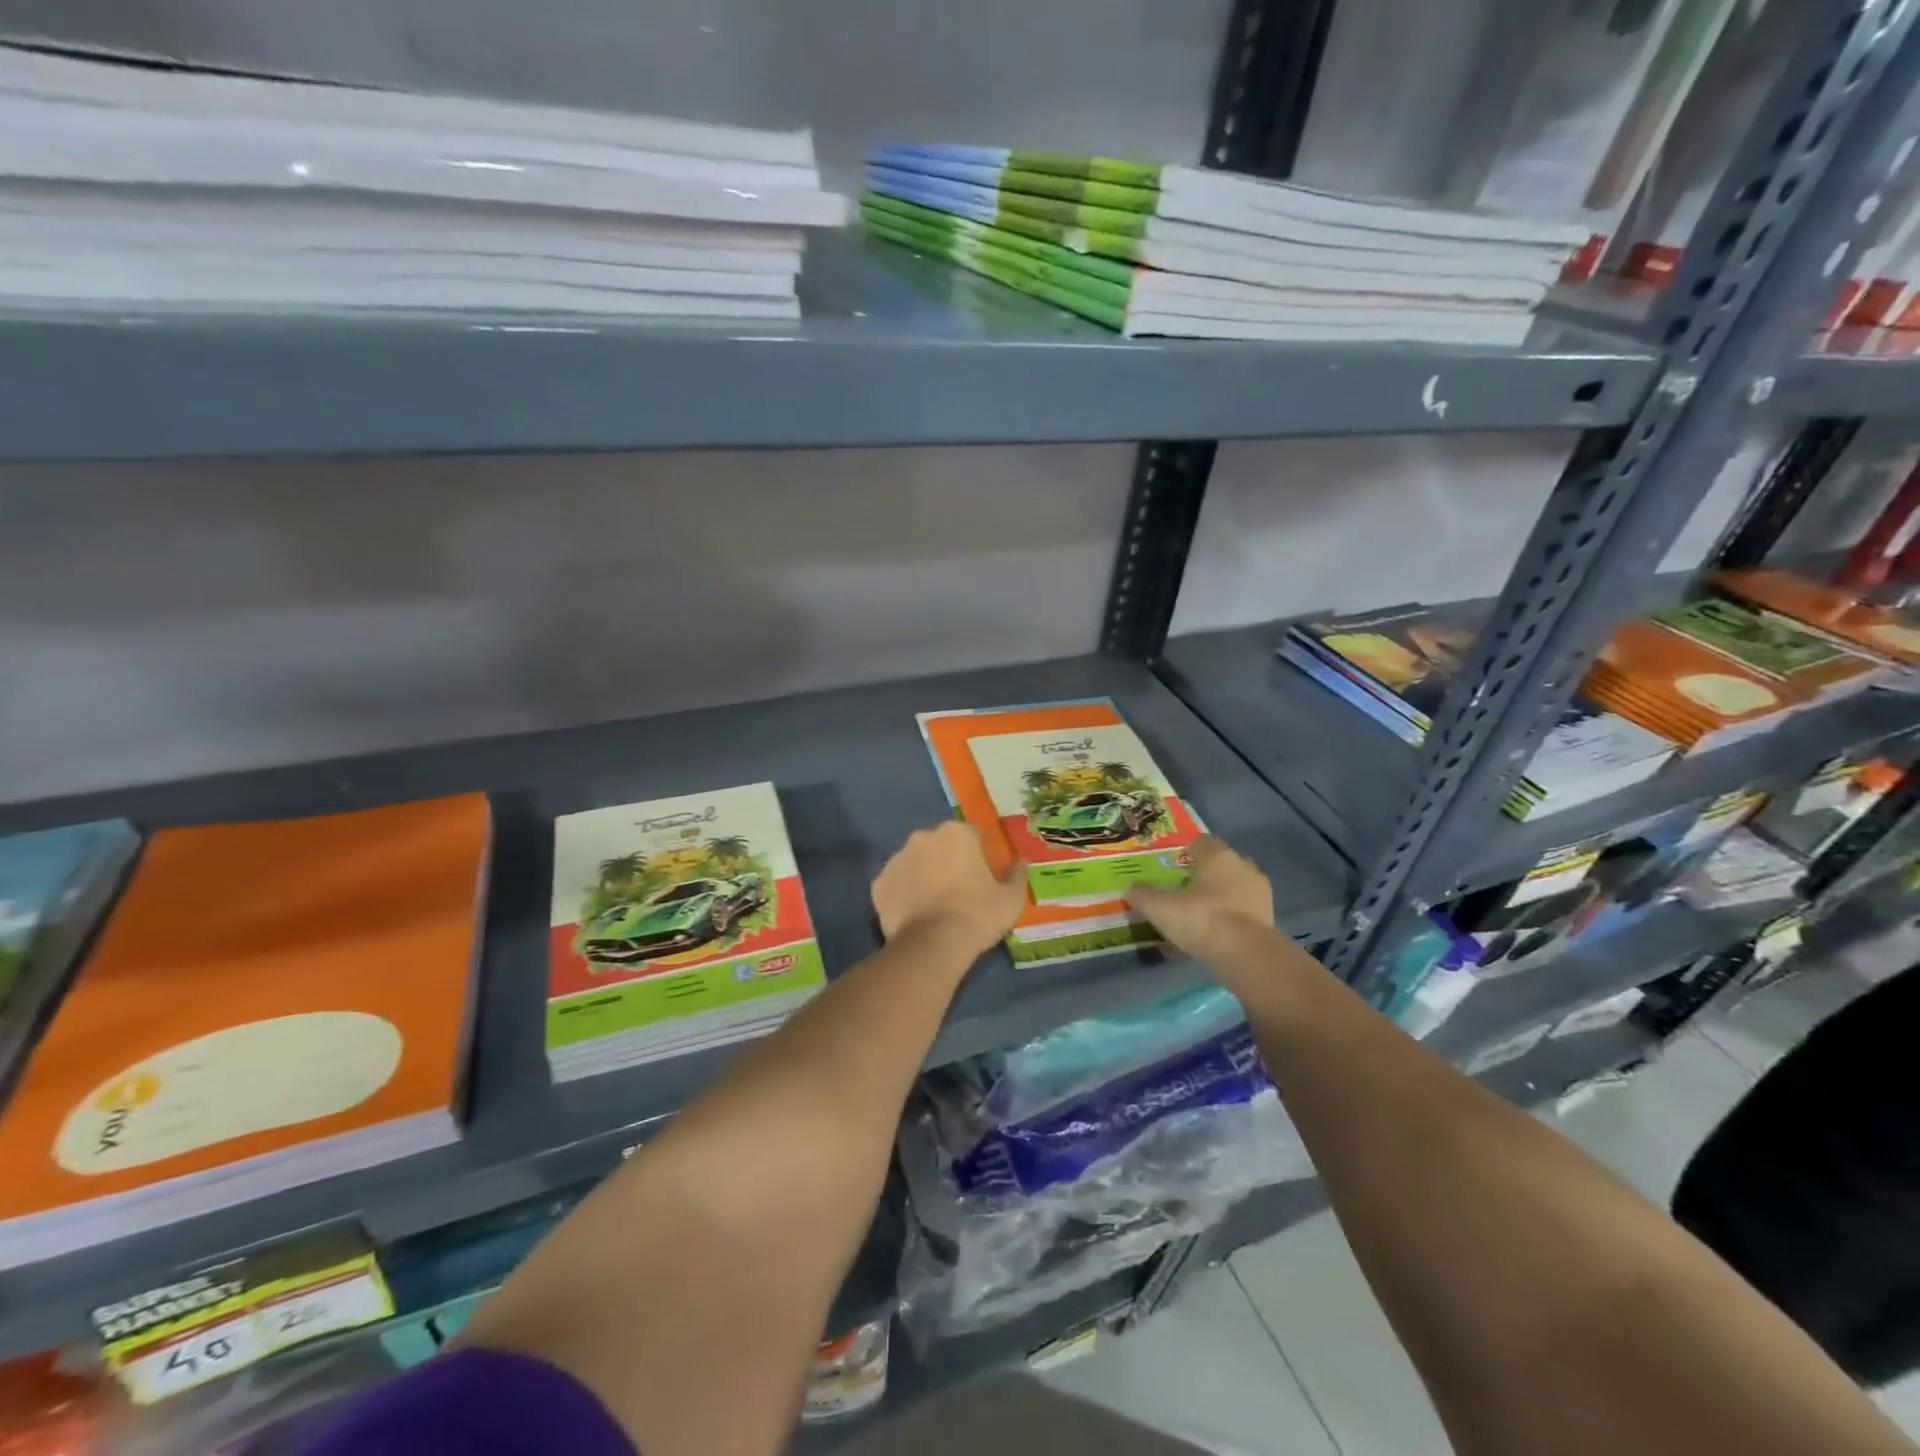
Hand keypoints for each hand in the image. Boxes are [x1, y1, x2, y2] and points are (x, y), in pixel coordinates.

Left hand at [872, 821, 1027, 959]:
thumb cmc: (978, 915)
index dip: (975, 855)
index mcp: (956, 833)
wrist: (934, 944)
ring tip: (933, 905)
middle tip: (956, 891)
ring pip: (914, 862)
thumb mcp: (1011, 898)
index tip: (979, 877)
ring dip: (922, 875)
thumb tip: (1021, 860)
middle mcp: (923, 837)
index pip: (969, 836)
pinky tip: (913, 914)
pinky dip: (902, 894)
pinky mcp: (878, 883)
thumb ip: (1017, 874)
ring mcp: (896, 858)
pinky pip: (895, 884)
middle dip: (945, 861)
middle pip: (938, 845)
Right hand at [1126, 835, 1272, 963]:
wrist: (1248, 958)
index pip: (1201, 842)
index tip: (1169, 866)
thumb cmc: (1203, 919)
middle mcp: (1244, 870)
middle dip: (1201, 877)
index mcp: (1220, 857)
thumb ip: (1142, 895)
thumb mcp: (1160, 907)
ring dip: (1212, 903)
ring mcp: (1259, 898)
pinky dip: (1222, 925)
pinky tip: (1203, 941)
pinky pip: (1237, 918)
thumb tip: (1131, 888)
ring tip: (1190, 920)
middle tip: (1179, 891)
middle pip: (1218, 867)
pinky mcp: (1266, 924)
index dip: (1184, 851)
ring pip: (1229, 894)